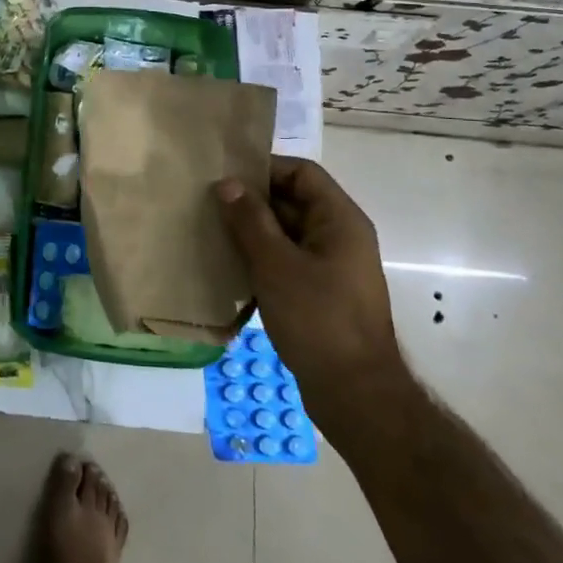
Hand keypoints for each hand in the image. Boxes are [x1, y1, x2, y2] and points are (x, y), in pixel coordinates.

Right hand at [216, 159, 408, 435]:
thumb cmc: (318, 320)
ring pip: (286, 234)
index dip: (264, 168)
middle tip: (207, 204)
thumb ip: (250, 221)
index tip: (224, 176)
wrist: (355, 393)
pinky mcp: (321, 294)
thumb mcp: (276, 265)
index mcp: (340, 220)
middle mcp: (340, 236)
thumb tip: (227, 183)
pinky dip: (260, 260)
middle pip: (293, 201)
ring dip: (252, 233)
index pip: (302, 173)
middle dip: (252, 202)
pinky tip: (229, 269)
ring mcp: (332, 267)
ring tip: (211, 234)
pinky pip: (287, 262)